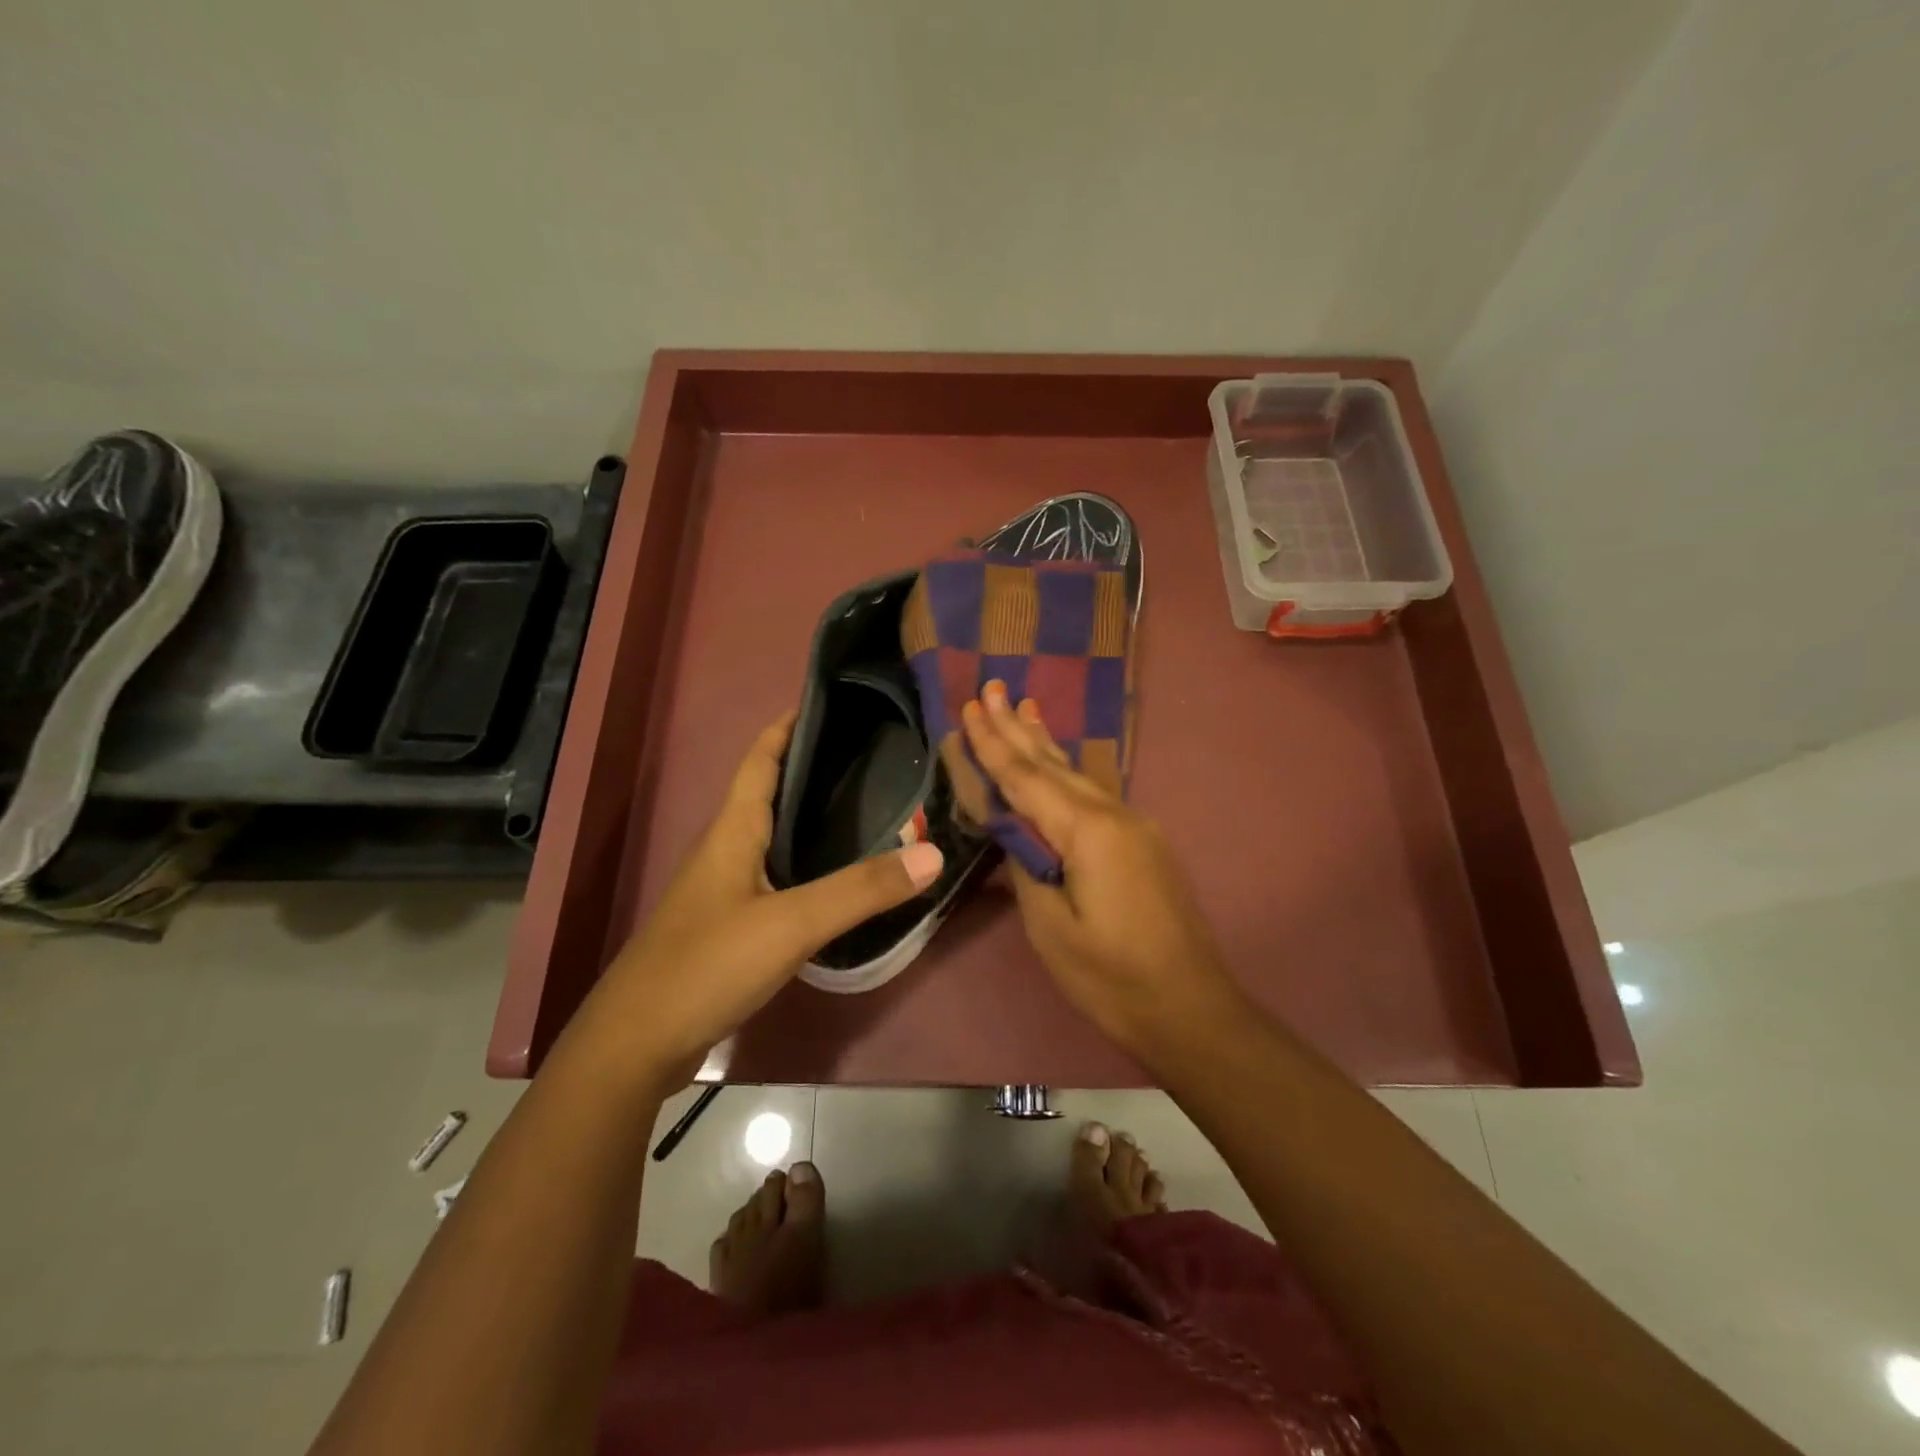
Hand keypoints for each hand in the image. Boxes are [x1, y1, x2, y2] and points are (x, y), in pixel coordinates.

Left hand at [572, 712, 942, 1084]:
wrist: (636, 1044)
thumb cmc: (707, 965)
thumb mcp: (791, 924)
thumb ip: (862, 889)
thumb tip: (934, 853)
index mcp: (732, 830)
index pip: (760, 758)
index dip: (788, 726)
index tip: (829, 701)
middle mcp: (725, 849)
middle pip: (768, 792)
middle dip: (811, 767)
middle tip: (870, 755)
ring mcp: (722, 889)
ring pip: (772, 835)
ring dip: (809, 816)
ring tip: (864, 806)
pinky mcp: (727, 925)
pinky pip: (773, 875)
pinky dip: (806, 862)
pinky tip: (834, 877)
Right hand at [962, 683, 1244, 1058]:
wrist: (1191, 1010)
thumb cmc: (1112, 978)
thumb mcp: (1050, 928)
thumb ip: (1028, 867)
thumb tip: (1015, 830)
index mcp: (1089, 831)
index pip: (1027, 778)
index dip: (994, 744)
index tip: (971, 707)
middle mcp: (1115, 815)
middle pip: (1054, 764)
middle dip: (1017, 727)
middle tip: (992, 686)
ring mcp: (1134, 827)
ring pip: (1077, 775)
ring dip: (1044, 742)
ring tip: (1024, 706)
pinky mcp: (1142, 844)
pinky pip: (1093, 795)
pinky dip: (1066, 772)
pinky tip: (1059, 763)